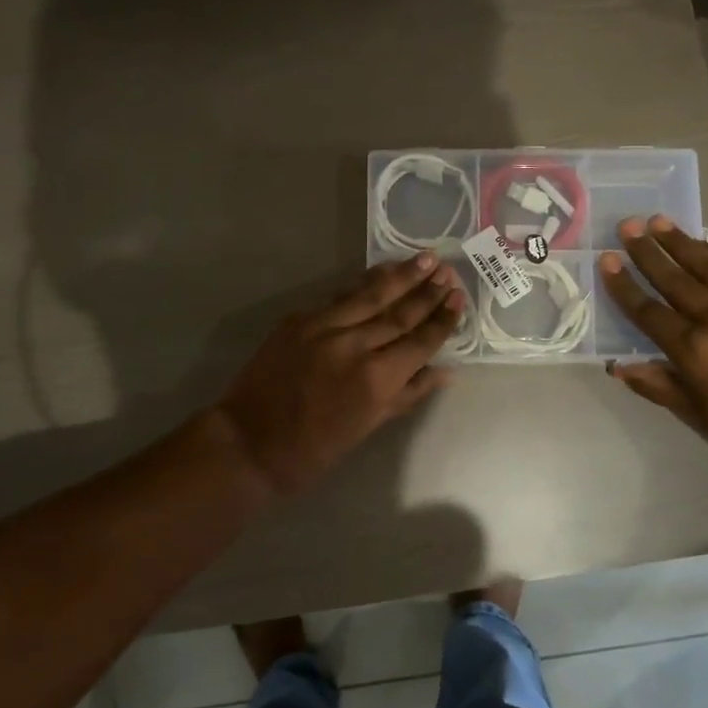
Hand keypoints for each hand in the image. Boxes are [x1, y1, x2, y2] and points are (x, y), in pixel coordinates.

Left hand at [215, 253, 464, 495]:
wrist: (248, 442)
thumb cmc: (313, 449)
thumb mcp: (367, 428)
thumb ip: (407, 394)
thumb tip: (445, 371)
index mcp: (375, 380)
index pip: (419, 342)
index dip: (442, 320)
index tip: (459, 299)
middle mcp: (354, 346)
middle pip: (400, 313)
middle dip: (427, 292)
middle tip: (448, 271)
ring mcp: (324, 328)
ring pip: (371, 295)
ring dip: (400, 276)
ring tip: (424, 258)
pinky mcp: (299, 320)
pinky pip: (339, 297)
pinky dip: (363, 283)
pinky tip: (380, 272)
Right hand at [597, 216, 707, 478]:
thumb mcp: (696, 415)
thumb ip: (657, 384)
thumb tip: (618, 365)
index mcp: (694, 351)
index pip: (648, 311)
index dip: (624, 286)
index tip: (607, 260)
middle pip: (674, 279)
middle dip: (647, 252)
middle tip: (627, 227)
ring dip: (681, 242)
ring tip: (658, 221)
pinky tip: (704, 243)